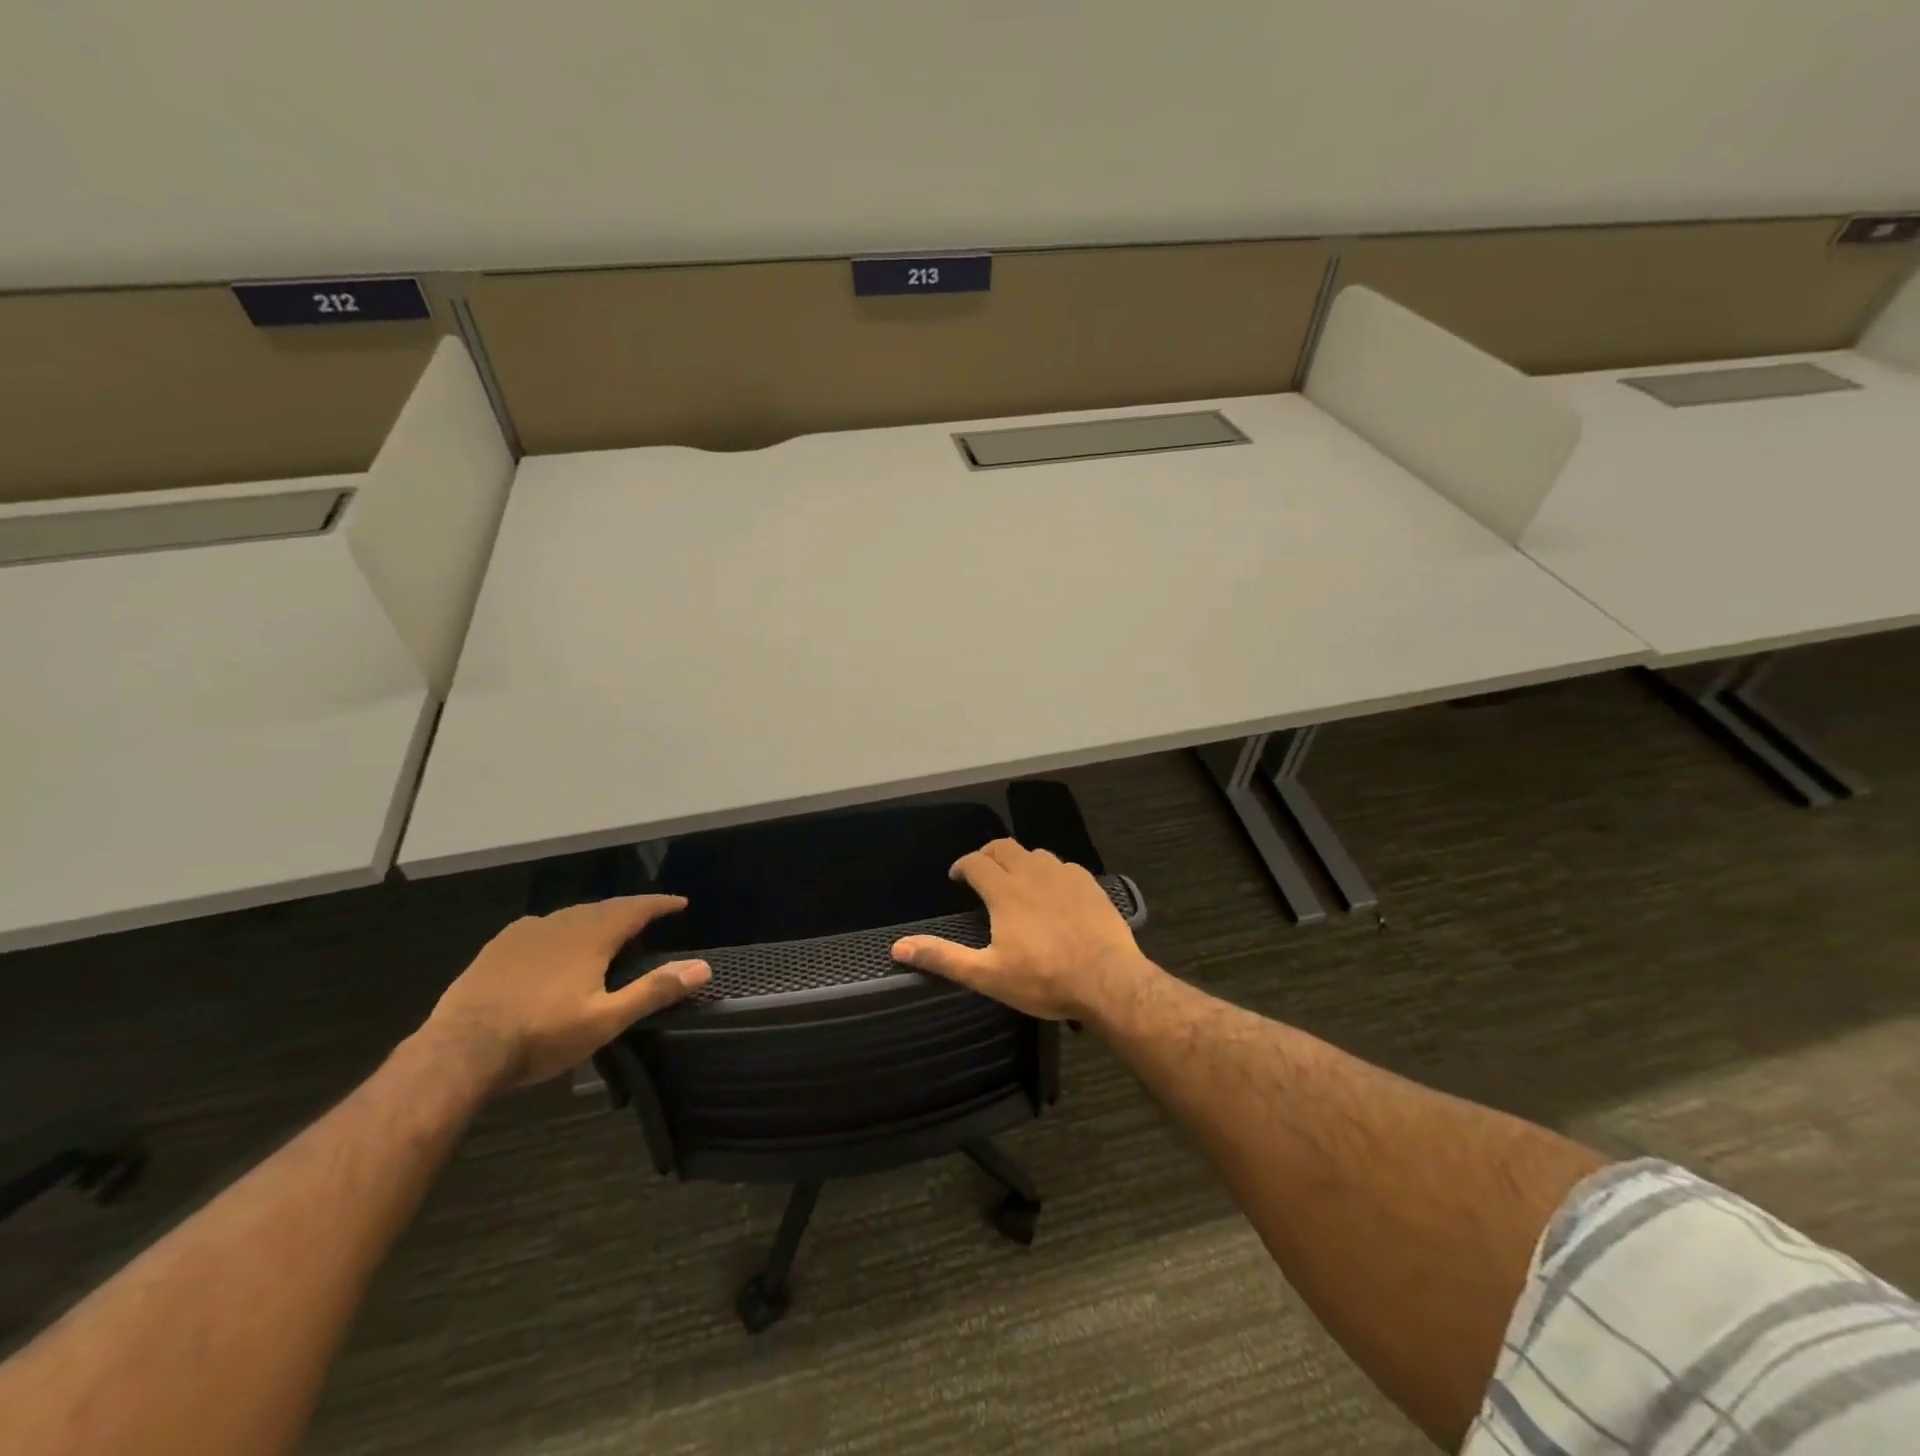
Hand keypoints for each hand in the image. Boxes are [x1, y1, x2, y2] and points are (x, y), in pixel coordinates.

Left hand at [424, 895, 709, 1090]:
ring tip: (607, 930)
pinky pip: (541, 926)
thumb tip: (702, 967)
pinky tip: (555, 943)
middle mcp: (562, 923)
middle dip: (630, 910)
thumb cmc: (541, 1035)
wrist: (460, 1050)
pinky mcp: (499, 947)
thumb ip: (654, 990)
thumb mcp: (606, 1019)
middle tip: (647, 918)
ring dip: (596, 918)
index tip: (680, 903)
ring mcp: (526, 932)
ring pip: (572, 915)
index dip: (660, 904)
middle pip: (605, 907)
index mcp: (592, 936)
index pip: (636, 908)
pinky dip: (562, 929)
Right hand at [892, 840, 1155, 1021]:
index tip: (956, 877)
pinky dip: (1049, 872)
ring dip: (1019, 862)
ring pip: (1035, 854)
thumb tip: (898, 948)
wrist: (1108, 980)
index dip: (962, 866)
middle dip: (987, 855)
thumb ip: (943, 957)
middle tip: (981, 873)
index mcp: (1005, 891)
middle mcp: (1033, 873)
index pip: (975, 862)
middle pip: (1004, 847)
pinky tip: (1052, 891)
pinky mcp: (1090, 884)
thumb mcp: (987, 975)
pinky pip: (1063, 866)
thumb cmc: (1043, 979)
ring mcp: (1065, 875)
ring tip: (1015, 881)